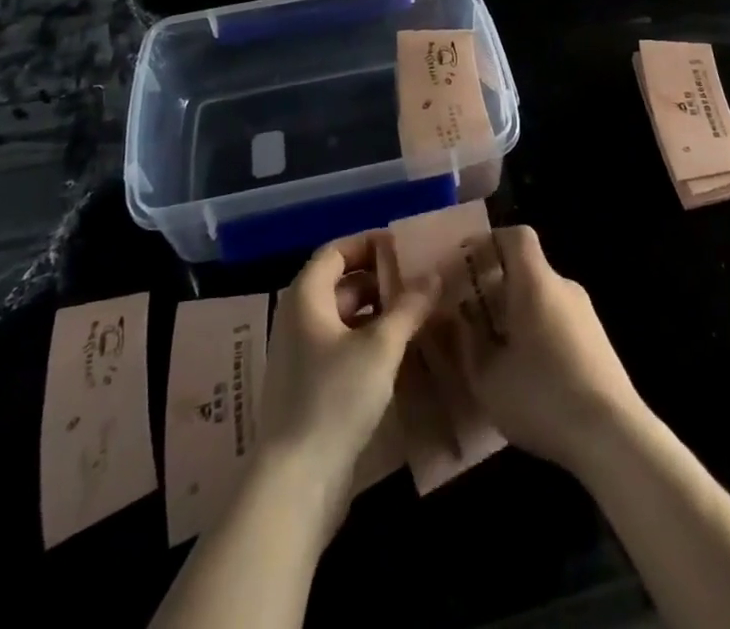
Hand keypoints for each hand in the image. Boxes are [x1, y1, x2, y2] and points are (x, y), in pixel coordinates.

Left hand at [258, 234, 438, 542]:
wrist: (295, 484)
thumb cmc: (334, 398)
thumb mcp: (380, 347)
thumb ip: (408, 307)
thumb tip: (434, 274)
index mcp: (306, 297)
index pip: (337, 251)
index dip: (369, 244)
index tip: (406, 247)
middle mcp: (300, 319)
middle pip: (343, 284)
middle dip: (382, 279)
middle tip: (423, 280)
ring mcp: (304, 356)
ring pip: (347, 319)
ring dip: (381, 312)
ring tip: (422, 312)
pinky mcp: (314, 388)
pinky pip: (346, 348)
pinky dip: (372, 341)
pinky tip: (403, 351)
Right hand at [449, 226, 645, 474]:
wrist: (614, 437)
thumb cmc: (542, 397)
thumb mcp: (487, 377)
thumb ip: (465, 343)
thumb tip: (456, 319)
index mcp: (536, 282)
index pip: (515, 236)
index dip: (487, 242)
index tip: (463, 264)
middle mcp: (563, 287)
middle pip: (525, 269)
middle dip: (494, 287)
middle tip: (467, 317)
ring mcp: (586, 314)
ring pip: (541, 298)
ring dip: (514, 313)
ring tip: (492, 351)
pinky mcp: (598, 342)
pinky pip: (558, 320)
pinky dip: (536, 331)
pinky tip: (525, 373)